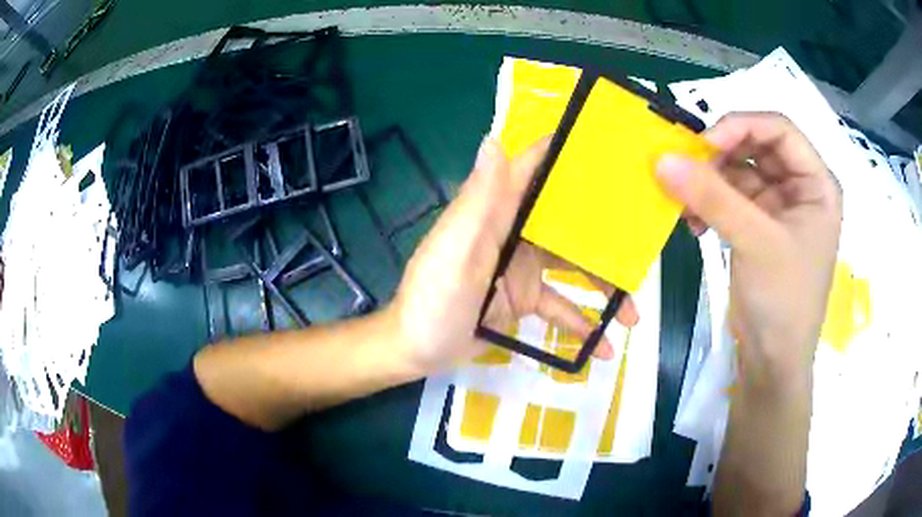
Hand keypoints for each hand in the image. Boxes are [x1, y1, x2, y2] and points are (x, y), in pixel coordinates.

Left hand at [390, 138, 637, 373]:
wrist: (415, 351)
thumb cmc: (431, 300)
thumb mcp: (455, 251)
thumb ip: (478, 201)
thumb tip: (493, 139)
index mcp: (495, 213)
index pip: (532, 170)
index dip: (565, 155)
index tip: (609, 150)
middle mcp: (513, 233)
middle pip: (568, 223)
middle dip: (606, 235)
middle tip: (642, 249)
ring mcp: (522, 268)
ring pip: (574, 268)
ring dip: (604, 290)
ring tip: (633, 317)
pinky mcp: (524, 300)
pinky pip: (560, 308)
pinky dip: (581, 324)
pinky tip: (602, 347)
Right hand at [656, 112, 841, 390]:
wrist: (772, 361)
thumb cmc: (783, 301)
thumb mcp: (755, 243)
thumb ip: (712, 198)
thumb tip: (662, 159)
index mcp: (816, 184)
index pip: (779, 130)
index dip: (742, 127)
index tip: (704, 144)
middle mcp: (799, 189)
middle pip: (756, 148)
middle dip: (720, 156)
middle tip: (686, 169)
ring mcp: (778, 208)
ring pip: (739, 173)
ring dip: (710, 183)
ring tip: (683, 201)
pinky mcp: (757, 227)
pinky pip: (729, 199)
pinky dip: (708, 204)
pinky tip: (692, 222)